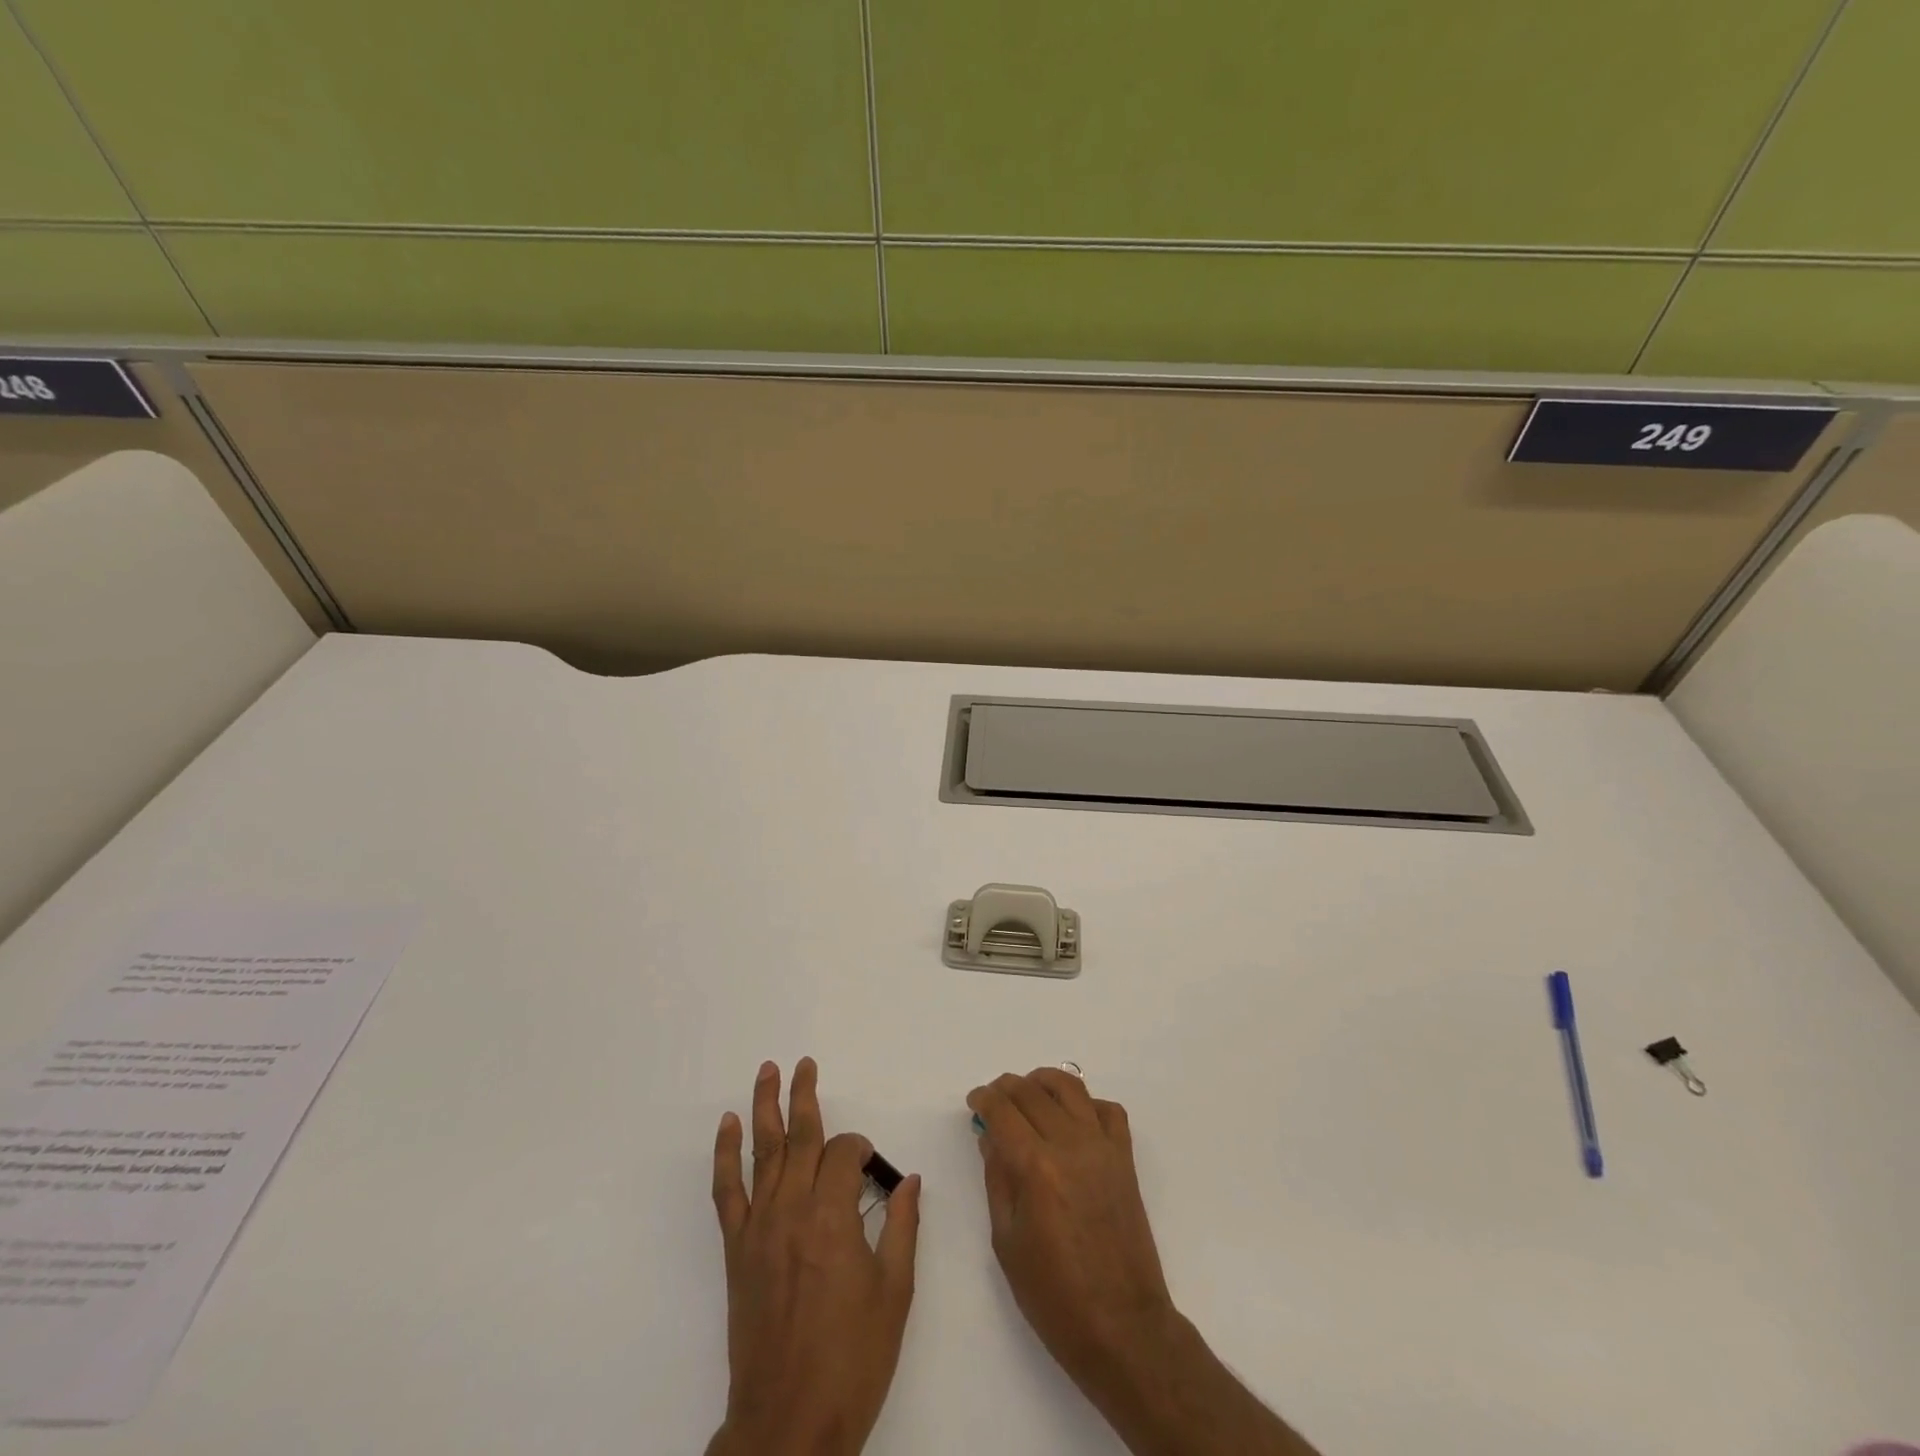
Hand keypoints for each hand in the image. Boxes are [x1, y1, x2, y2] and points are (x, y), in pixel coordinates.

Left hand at [707, 1058, 921, 1455]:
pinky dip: (725, 1155)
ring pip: (762, 1153)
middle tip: (805, 1063)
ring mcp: (759, 1229)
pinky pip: (727, 1192)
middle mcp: (792, 1212)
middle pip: (799, 1138)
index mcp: (833, 1219)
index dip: (859, 1150)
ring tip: (767, 1071)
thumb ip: (903, 1227)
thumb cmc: (852, 1360)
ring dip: (764, 1108)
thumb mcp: (895, 1294)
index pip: (842, 1155)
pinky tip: (727, 1127)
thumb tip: (909, 1180)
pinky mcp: (736, 1251)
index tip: (869, 1166)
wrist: (789, 1424)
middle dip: (805, 1096)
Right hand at [968, 1069, 1319, 1455]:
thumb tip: (990, 1136)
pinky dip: (1087, 1103)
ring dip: (1044, 1081)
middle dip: (1006, 1087)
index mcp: (1036, 1167)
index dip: (984, 1099)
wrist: (1122, 1326)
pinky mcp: (1125, 1159)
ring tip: (1029, 1093)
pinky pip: (1108, 1110)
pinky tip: (1072, 1118)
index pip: (1003, 1110)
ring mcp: (1102, 1148)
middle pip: (1032, 1091)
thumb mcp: (1007, 1241)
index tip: (974, 1102)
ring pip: (1071, 1087)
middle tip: (994, 1099)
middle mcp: (1070, 1144)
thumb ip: (997, 1178)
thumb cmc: (1054, 1295)